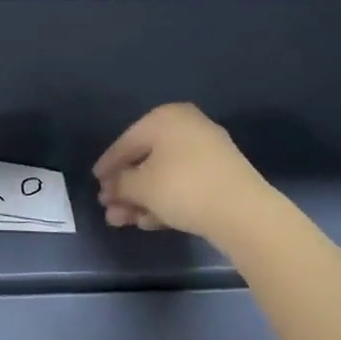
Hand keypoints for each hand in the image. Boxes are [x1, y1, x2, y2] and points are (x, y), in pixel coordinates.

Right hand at [94, 102, 271, 239]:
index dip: (108, 164)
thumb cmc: (183, 187)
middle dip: (126, 187)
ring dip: (142, 199)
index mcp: (165, 117)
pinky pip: (184, 185)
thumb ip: (120, 184)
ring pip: (165, 176)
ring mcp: (208, 152)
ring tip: (123, 222)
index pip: (127, 141)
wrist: (245, 213)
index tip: (96, 182)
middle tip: (109, 208)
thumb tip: (110, 188)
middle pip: (146, 160)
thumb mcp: (141, 186)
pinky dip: (165, 201)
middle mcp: (187, 127)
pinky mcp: (222, 177)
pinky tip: (149, 222)